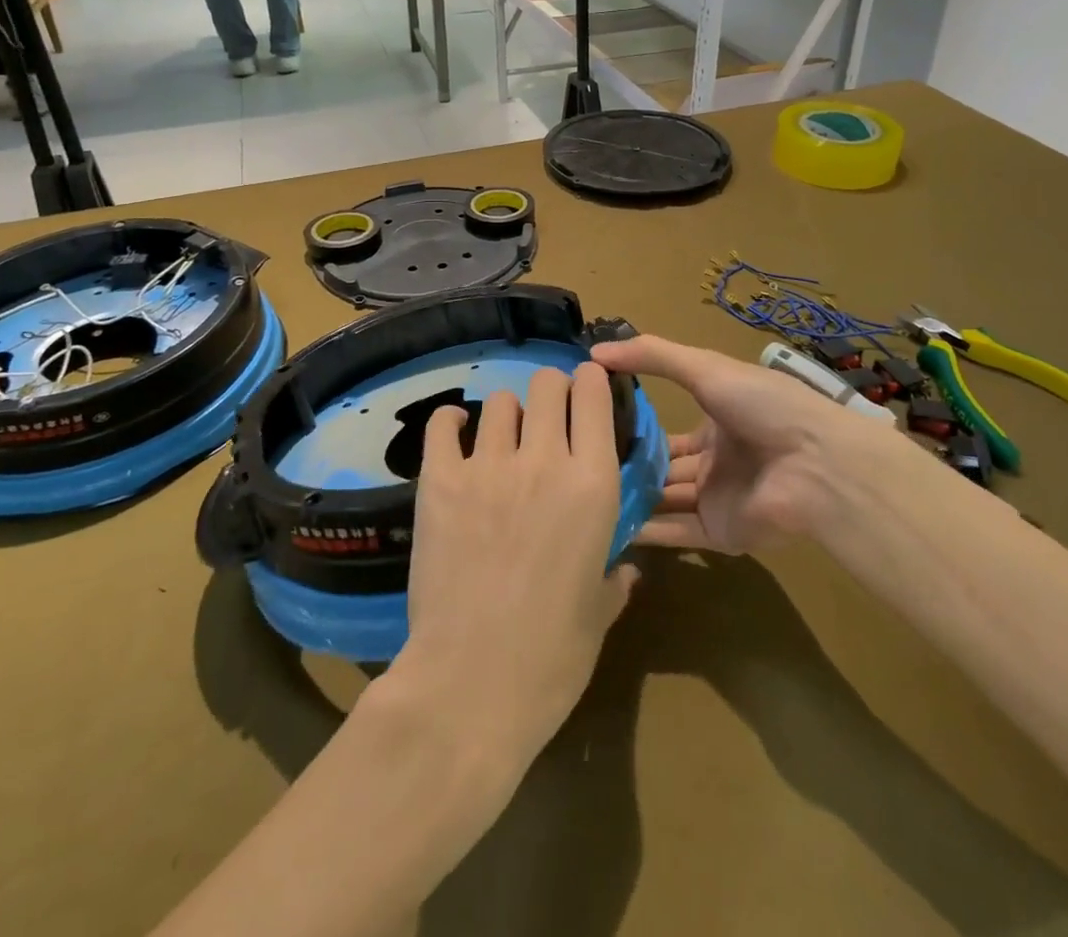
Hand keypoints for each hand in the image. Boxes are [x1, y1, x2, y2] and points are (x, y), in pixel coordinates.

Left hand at [394, 364, 637, 761]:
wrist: (470, 685)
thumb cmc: (551, 659)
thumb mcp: (598, 616)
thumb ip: (614, 580)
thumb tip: (626, 570)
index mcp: (593, 484)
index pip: (594, 397)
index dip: (592, 383)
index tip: (588, 389)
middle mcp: (545, 460)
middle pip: (547, 385)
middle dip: (551, 392)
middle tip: (547, 417)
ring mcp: (489, 466)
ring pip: (500, 401)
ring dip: (507, 413)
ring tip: (502, 438)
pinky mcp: (440, 481)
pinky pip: (444, 424)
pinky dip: (451, 422)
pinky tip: (456, 433)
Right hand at [590, 335, 894, 553]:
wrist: (816, 464)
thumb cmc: (763, 406)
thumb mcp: (705, 367)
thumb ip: (653, 355)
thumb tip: (595, 351)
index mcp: (718, 422)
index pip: (668, 430)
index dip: (634, 428)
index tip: (591, 425)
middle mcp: (716, 462)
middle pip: (663, 468)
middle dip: (628, 468)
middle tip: (579, 465)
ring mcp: (718, 499)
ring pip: (665, 501)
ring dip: (631, 499)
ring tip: (581, 496)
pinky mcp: (720, 533)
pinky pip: (676, 533)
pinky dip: (645, 532)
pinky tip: (604, 525)